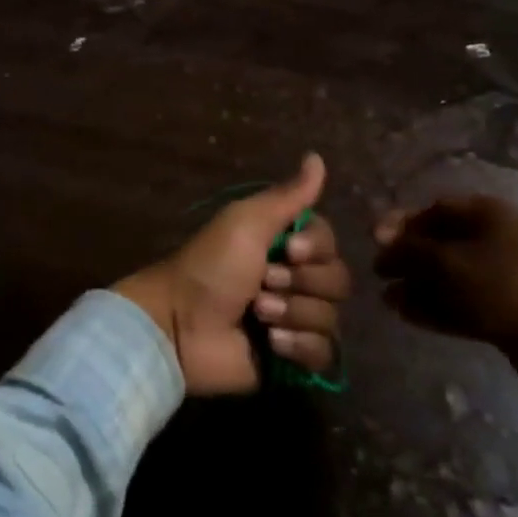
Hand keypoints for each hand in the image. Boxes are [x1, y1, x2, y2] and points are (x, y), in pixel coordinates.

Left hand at [115, 154, 351, 395]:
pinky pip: (324, 353)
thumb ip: (288, 195)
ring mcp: (295, 320)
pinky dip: (299, 346)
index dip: (316, 249)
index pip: (330, 243)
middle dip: (300, 284)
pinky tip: (271, 343)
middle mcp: (295, 279)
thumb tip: (317, 157)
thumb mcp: (247, 222)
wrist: (180, 325)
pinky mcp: (293, 359)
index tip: (288, 251)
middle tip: (261, 284)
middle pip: (338, 280)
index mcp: (285, 244)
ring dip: (293, 313)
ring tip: (257, 314)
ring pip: (331, 317)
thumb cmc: (210, 266)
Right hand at [374, 196, 517, 391]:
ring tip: (389, 302)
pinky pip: (467, 300)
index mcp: (489, 213)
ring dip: (420, 286)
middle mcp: (500, 236)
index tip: (376, 244)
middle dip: (409, 261)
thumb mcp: (445, 262)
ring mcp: (509, 274)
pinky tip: (410, 315)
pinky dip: (439, 305)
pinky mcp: (512, 308)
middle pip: (443, 243)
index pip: (435, 209)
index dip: (402, 225)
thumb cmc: (500, 286)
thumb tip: (382, 243)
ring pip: (454, 275)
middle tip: (379, 276)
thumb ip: (408, 249)